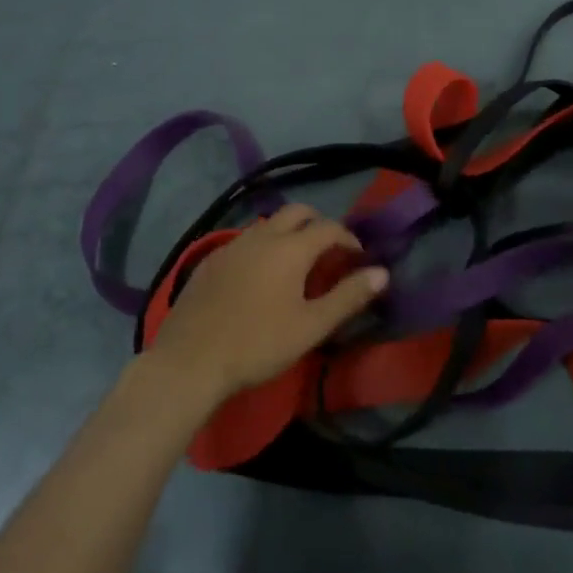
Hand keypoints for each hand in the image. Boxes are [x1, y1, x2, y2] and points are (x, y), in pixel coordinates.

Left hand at [146, 204, 387, 405]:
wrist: (190, 360)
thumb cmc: (259, 344)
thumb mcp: (311, 326)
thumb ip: (348, 297)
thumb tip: (382, 273)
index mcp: (291, 247)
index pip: (329, 227)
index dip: (348, 238)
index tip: (358, 258)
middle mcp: (262, 235)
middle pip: (297, 212)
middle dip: (318, 224)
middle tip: (328, 253)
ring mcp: (232, 244)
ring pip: (268, 224)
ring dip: (289, 233)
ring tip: (296, 264)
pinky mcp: (210, 260)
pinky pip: (245, 240)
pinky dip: (263, 246)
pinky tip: (259, 276)